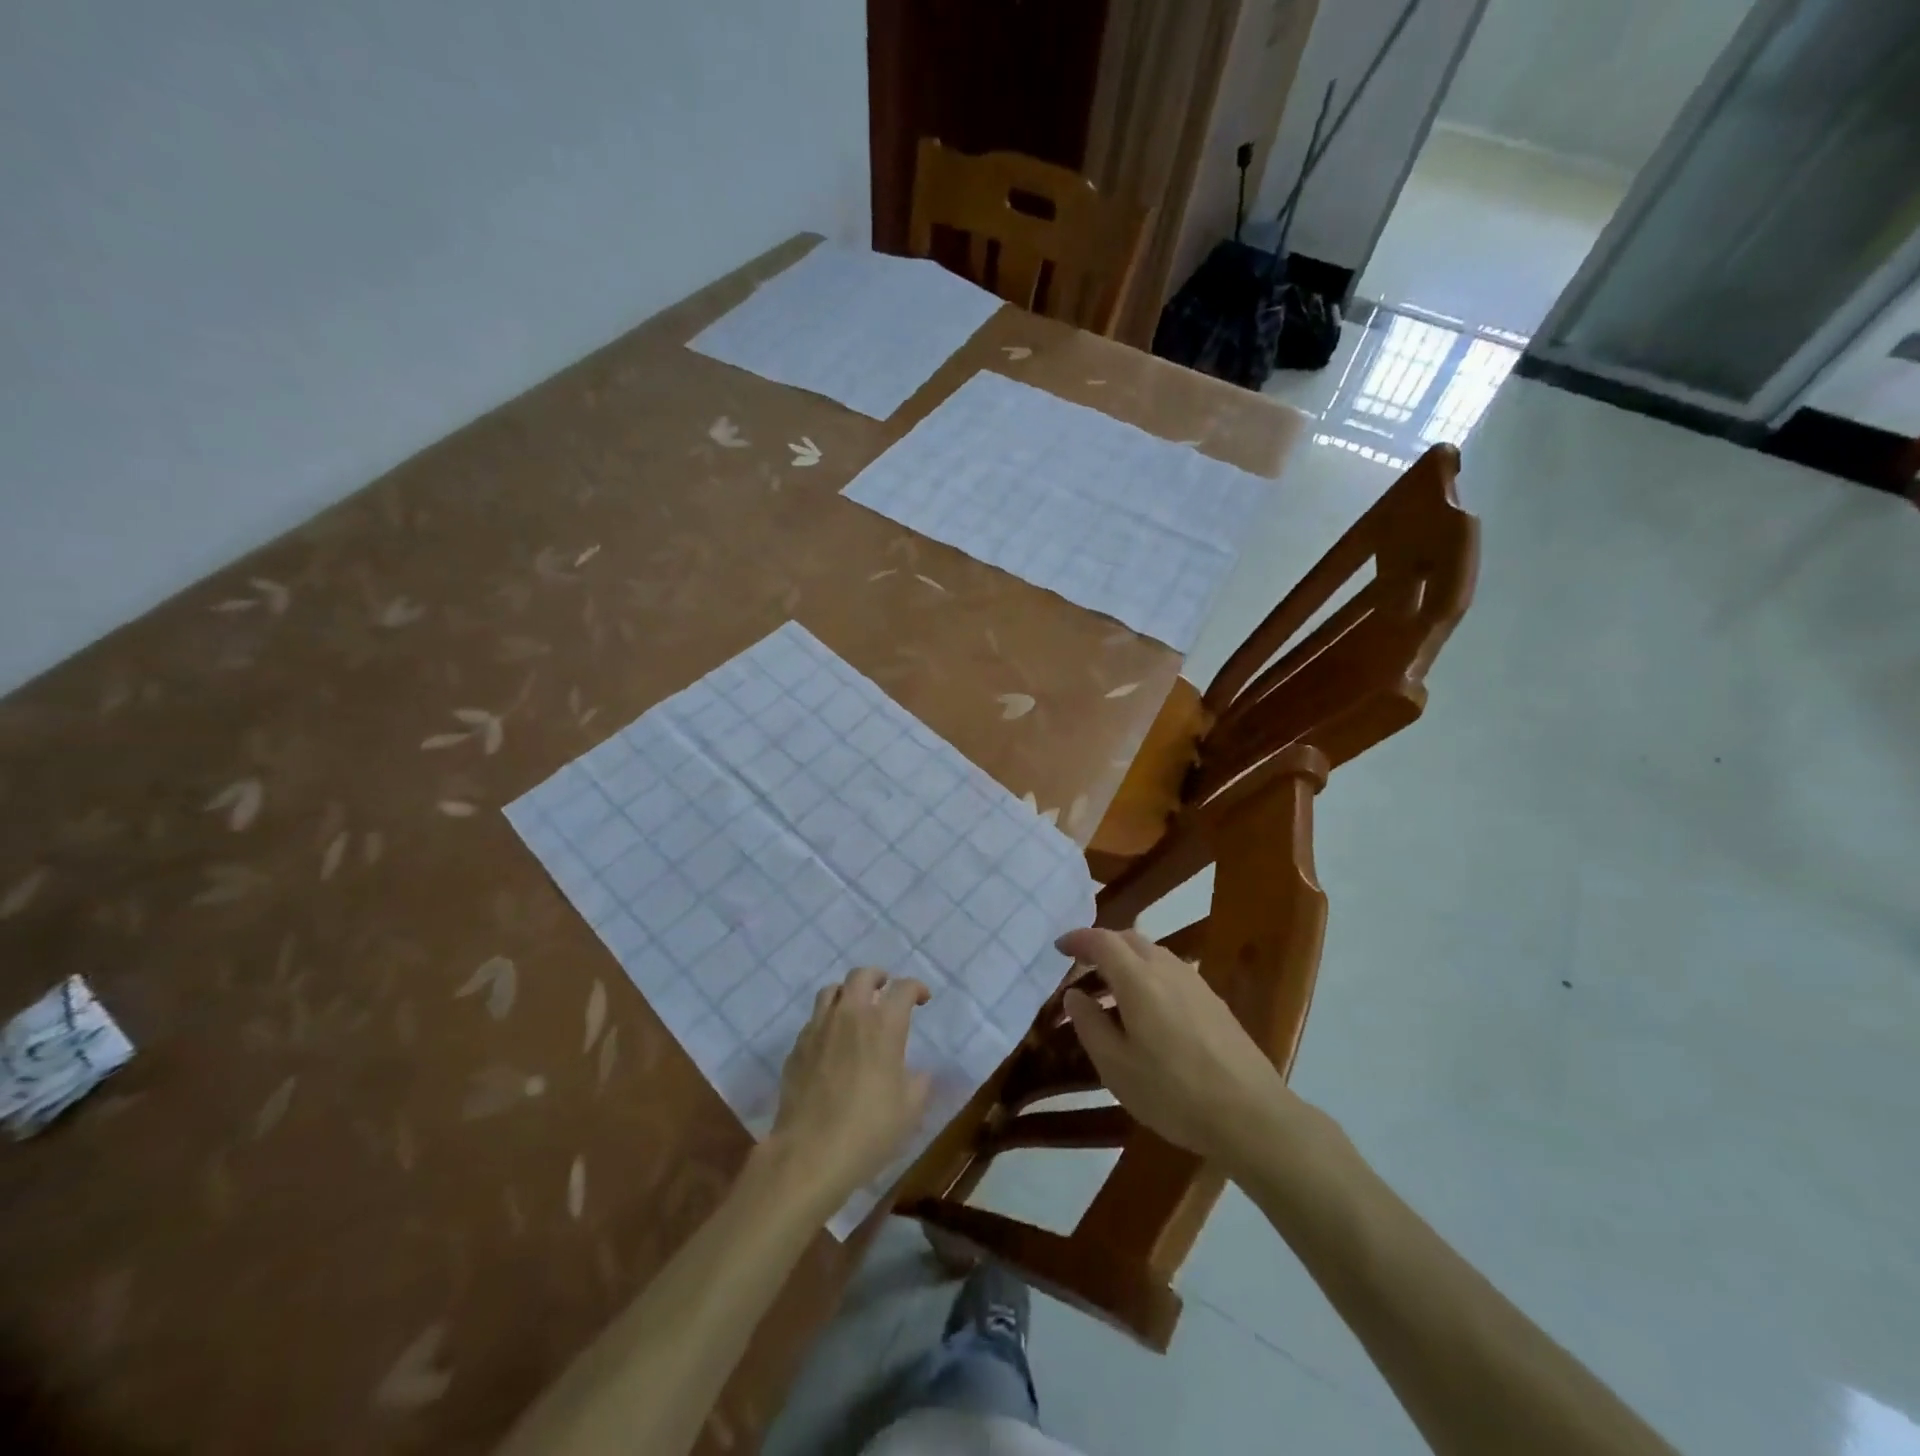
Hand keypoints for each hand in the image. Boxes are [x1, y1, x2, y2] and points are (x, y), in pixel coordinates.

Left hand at [768, 967, 931, 1203]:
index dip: (916, 988)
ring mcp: (819, 1028)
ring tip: (855, 1008)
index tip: (922, 998)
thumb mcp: (910, 1110)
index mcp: (884, 1025)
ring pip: (832, 990)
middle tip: (886, 989)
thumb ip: (918, 1083)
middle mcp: (851, 1015)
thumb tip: (918, 1072)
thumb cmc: (869, 1130)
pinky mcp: (798, 1047)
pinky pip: (814, 1019)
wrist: (810, 1153)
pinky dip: (827, 1020)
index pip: (903, 988)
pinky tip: (832, 1041)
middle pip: (862, 975)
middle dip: (878, 977)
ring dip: (848, 993)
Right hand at [1058, 927, 1297, 1172]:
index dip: (1078, 940)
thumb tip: (1074, 995)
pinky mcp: (1214, 1001)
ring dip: (1126, 962)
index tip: (1059, 948)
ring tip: (1111, 994)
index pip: (1102, 941)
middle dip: (1102, 946)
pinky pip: (1171, 972)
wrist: (1251, 1114)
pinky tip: (1147, 1012)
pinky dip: (1148, 977)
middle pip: (1129, 939)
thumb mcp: (1116, 1067)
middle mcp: (1167, 969)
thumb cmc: (1173, 1092)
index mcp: (1138, 979)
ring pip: (1153, 954)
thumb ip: (1089, 1025)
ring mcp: (1195, 983)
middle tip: (1081, 970)